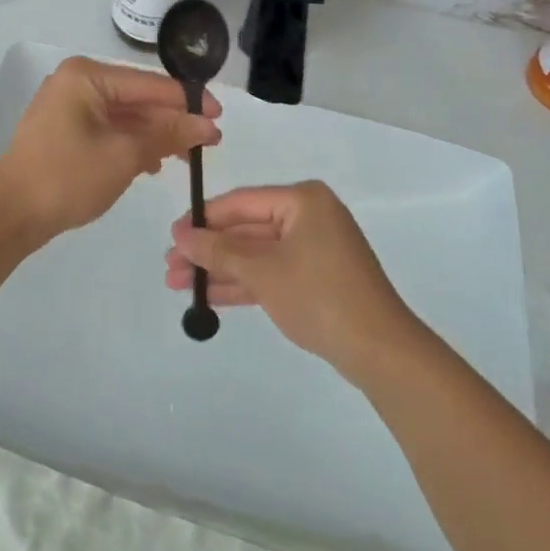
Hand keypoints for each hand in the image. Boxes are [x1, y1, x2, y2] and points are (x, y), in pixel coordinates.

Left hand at [0, 57, 220, 242]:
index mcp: (88, 76)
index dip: (188, 101)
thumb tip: (207, 124)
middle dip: (172, 121)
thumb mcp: (125, 155)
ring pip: (124, 115)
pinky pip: (108, 128)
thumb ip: (167, 134)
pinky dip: (131, 143)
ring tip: (185, 157)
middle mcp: (77, 81)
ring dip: (154, 135)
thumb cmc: (67, 177)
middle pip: (138, 98)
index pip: (150, 84)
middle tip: (208, 143)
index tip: (219, 119)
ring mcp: (68, 105)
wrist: (9, 216)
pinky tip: (152, 163)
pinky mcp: (64, 129)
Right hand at [165, 181, 417, 380]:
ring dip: (221, 269)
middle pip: (247, 229)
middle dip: (209, 250)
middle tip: (170, 266)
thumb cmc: (319, 295)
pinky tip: (210, 297)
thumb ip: (220, 251)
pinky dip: (244, 283)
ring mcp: (315, 248)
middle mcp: (309, 216)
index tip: (172, 235)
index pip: (242, 202)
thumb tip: (181, 235)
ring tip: (179, 284)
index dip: (204, 219)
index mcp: (302, 200)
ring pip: (257, 254)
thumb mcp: (263, 271)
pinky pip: (272, 272)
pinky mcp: (318, 278)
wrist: (379, 350)